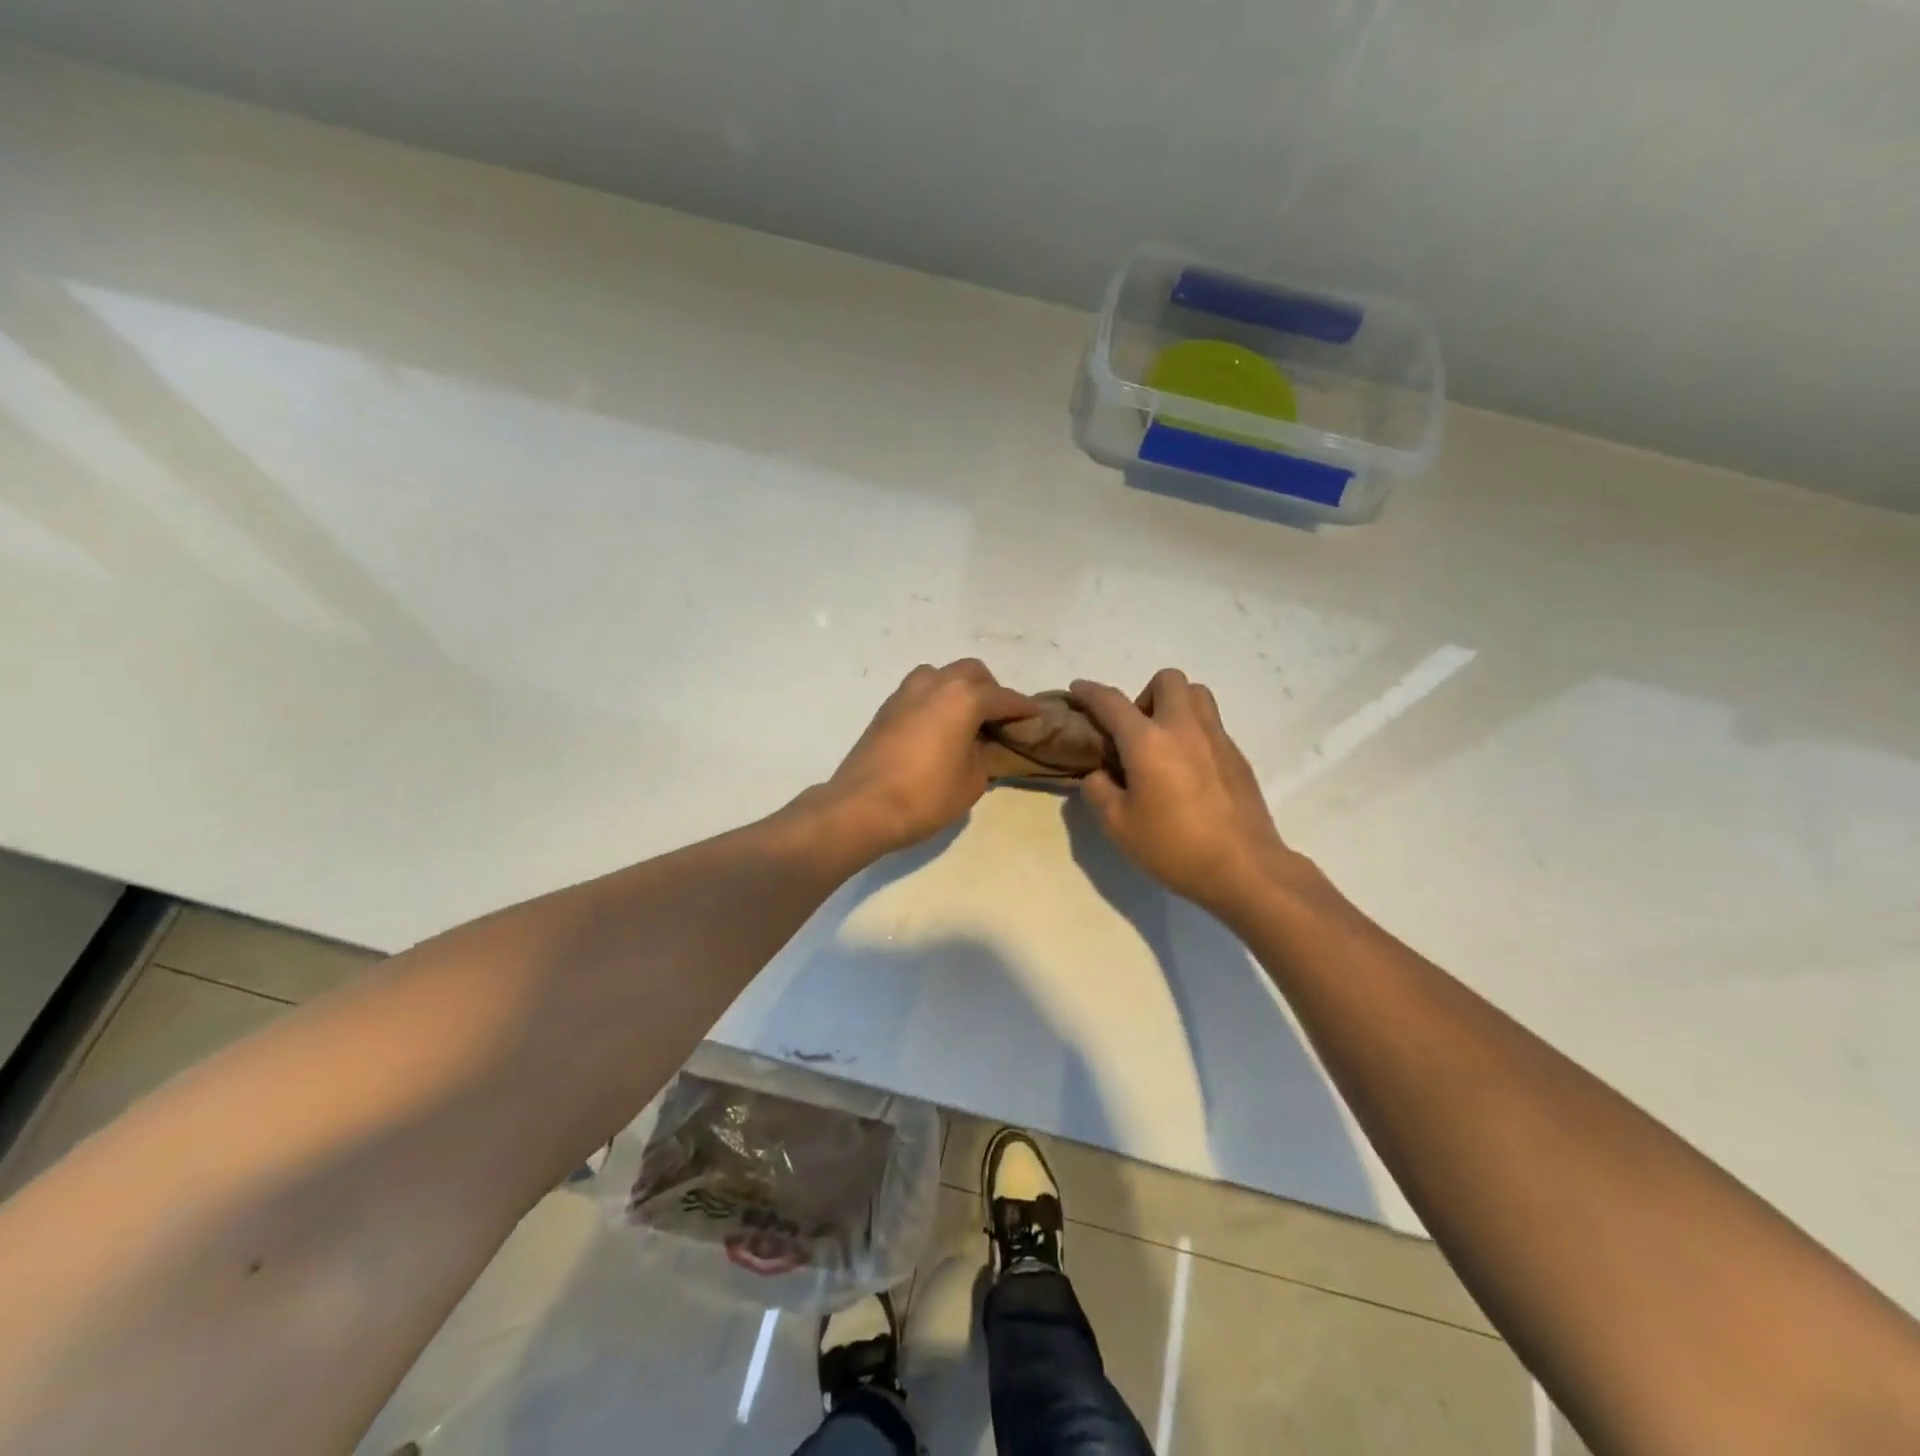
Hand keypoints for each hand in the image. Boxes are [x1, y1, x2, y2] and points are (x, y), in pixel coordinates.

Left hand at [825, 660, 1037, 856]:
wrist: (862, 807)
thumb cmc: (926, 796)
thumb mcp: (972, 781)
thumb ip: (983, 755)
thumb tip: (978, 745)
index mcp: (963, 698)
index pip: (1003, 697)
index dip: (1023, 708)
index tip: (1036, 716)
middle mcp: (935, 685)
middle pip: (971, 672)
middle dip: (990, 690)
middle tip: (997, 718)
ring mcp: (905, 693)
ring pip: (940, 674)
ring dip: (957, 688)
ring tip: (964, 718)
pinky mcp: (885, 709)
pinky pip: (919, 691)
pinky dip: (934, 700)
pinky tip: (937, 727)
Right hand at [1072, 670, 1307, 915]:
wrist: (1243, 868)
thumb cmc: (1173, 847)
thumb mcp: (1118, 826)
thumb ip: (1099, 791)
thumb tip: (1100, 775)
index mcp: (1147, 741)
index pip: (1111, 702)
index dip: (1090, 692)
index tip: (1078, 689)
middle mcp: (1183, 727)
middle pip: (1166, 680)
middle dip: (1144, 694)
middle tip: (1135, 731)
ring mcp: (1216, 738)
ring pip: (1197, 694)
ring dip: (1174, 705)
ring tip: (1163, 742)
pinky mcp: (1237, 756)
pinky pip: (1212, 725)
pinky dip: (1193, 732)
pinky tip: (1187, 770)